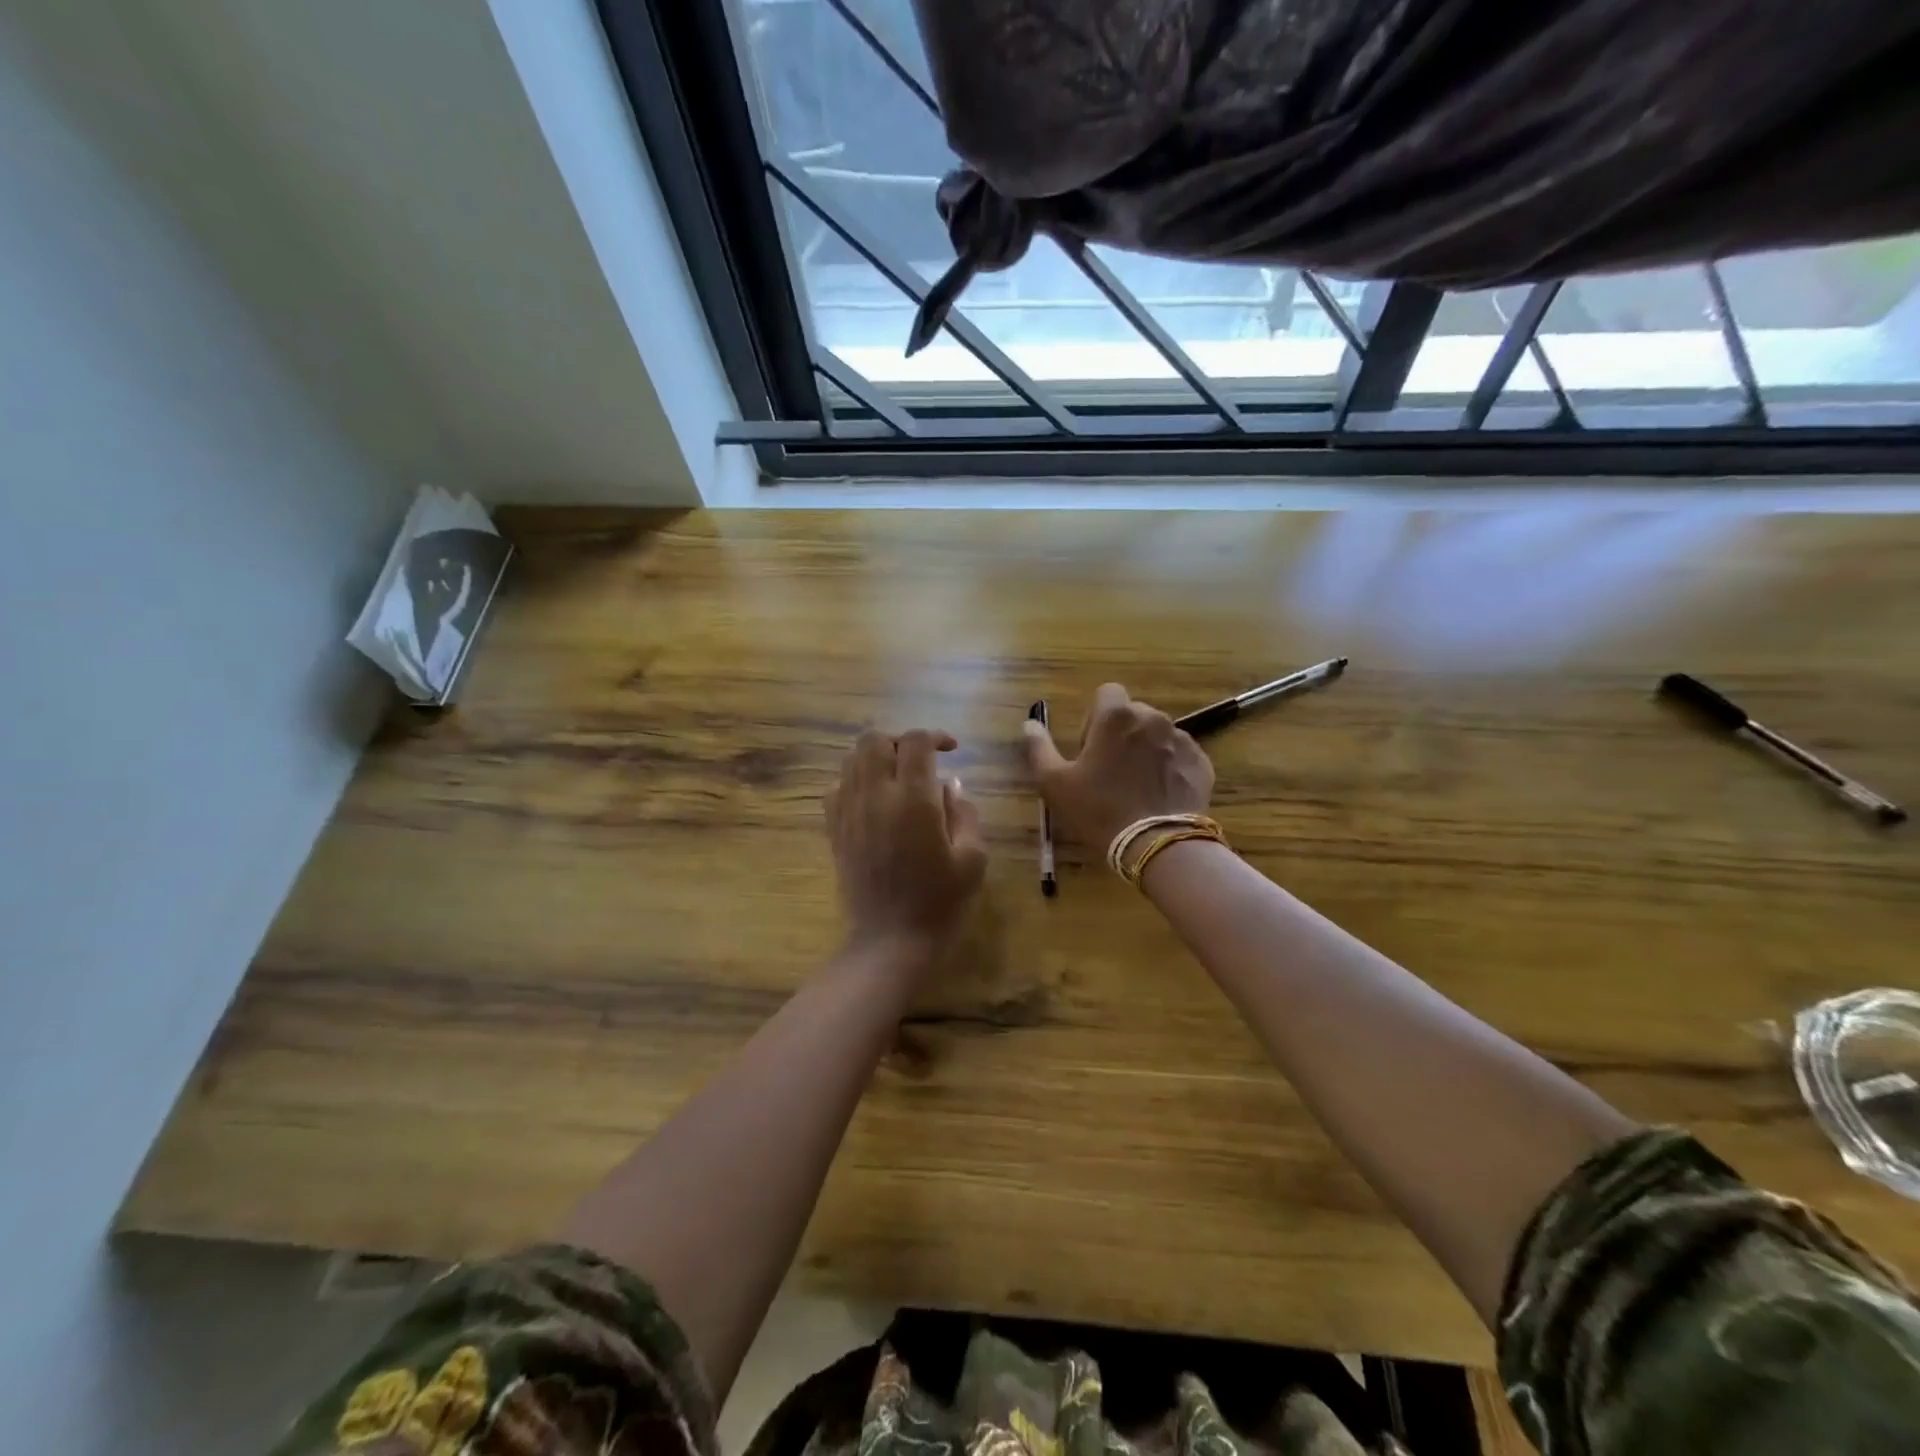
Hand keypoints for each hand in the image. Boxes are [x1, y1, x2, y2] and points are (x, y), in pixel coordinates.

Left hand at [826, 729, 987, 956]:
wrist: (890, 942)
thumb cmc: (940, 903)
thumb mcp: (972, 859)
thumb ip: (964, 813)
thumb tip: (950, 785)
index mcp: (913, 800)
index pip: (915, 741)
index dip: (935, 736)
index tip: (952, 750)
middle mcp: (875, 796)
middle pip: (874, 739)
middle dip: (900, 741)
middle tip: (921, 761)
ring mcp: (849, 812)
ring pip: (852, 759)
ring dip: (876, 758)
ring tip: (898, 778)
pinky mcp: (834, 830)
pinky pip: (836, 787)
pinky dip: (855, 781)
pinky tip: (874, 801)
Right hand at [1023, 684, 1213, 851]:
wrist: (1157, 843)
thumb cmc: (1099, 809)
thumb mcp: (1054, 782)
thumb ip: (1038, 747)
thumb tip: (1029, 723)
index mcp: (1116, 716)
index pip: (1107, 693)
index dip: (1095, 717)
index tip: (1090, 748)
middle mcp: (1152, 717)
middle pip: (1133, 713)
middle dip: (1121, 734)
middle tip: (1110, 771)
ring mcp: (1181, 739)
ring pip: (1157, 734)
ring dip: (1145, 750)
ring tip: (1137, 786)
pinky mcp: (1200, 762)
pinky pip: (1179, 755)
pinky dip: (1169, 767)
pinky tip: (1159, 795)